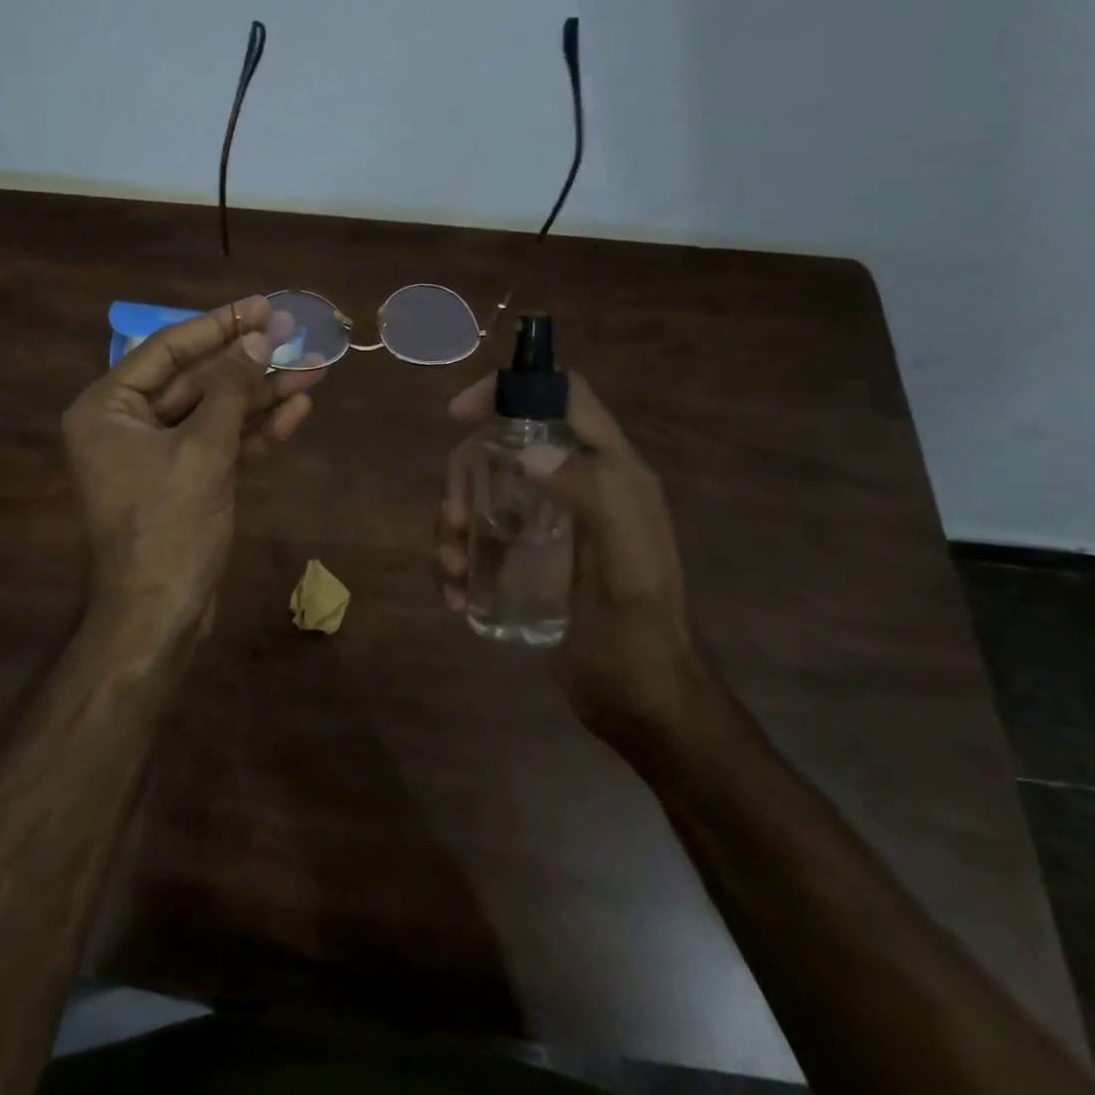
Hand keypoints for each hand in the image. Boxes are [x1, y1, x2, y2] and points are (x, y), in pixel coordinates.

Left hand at [63, 294, 318, 640]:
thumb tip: (260, 337)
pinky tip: (296, 410)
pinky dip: (256, 431)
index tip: (261, 305)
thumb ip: (231, 389)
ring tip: (314, 370)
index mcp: (107, 408)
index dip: (219, 326)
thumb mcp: (203, 449)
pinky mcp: (186, 480)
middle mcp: (127, 424)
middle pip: (197, 379)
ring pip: (215, 412)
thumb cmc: (168, 526)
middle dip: (249, 362)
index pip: (168, 350)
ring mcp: (158, 454)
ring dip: (262, 395)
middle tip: (296, 334)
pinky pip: (222, 444)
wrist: (161, 615)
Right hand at [435, 370, 707, 750]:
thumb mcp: (631, 567)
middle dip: (466, 475)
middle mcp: (577, 485)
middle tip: (453, 521)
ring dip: (452, 522)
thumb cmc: (641, 635)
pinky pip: (477, 536)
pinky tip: (455, 593)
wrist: (642, 705)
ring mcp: (548, 522)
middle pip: (504, 445)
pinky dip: (456, 557)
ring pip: (482, 490)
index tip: (459, 414)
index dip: (512, 389)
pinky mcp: (526, 556)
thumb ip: (597, 499)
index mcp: (611, 472)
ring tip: (452, 568)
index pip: (563, 397)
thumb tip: (528, 455)